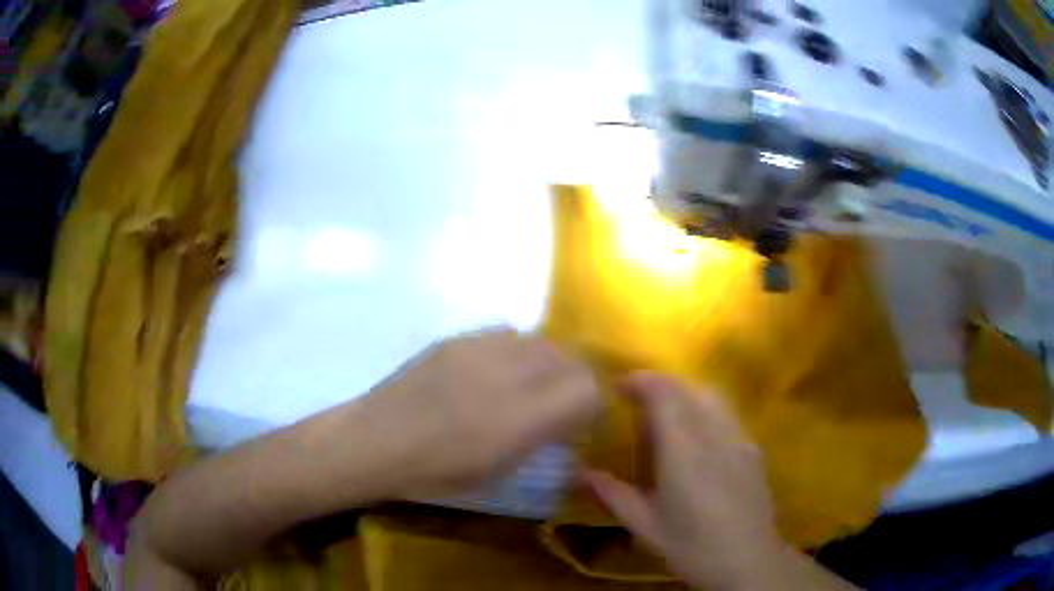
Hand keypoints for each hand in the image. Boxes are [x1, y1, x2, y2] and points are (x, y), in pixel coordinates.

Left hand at [354, 328, 603, 499]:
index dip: (593, 404)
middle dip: (575, 381)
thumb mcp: (499, 470)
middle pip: (570, 359)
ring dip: (547, 364)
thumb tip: (568, 423)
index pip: (588, 389)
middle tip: (558, 405)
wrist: (376, 440)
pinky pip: (506, 334)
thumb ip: (541, 439)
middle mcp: (509, 374)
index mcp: (522, 418)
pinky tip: (495, 372)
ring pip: (541, 341)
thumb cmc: (436, 472)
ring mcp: (481, 348)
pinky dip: (516, 352)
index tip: (580, 422)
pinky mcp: (458, 337)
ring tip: (527, 386)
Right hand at [583, 373, 786, 589]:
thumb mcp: (645, 526)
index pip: (664, 394)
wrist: (748, 561)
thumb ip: (613, 494)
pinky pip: (728, 415)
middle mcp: (714, 434)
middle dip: (661, 384)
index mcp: (684, 450)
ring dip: (686, 393)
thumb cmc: (692, 546)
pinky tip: (700, 439)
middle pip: (690, 388)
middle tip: (637, 399)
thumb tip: (581, 473)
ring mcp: (739, 439)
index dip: (640, 381)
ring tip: (667, 413)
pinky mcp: (754, 450)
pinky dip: (707, 411)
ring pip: (713, 397)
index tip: (618, 386)